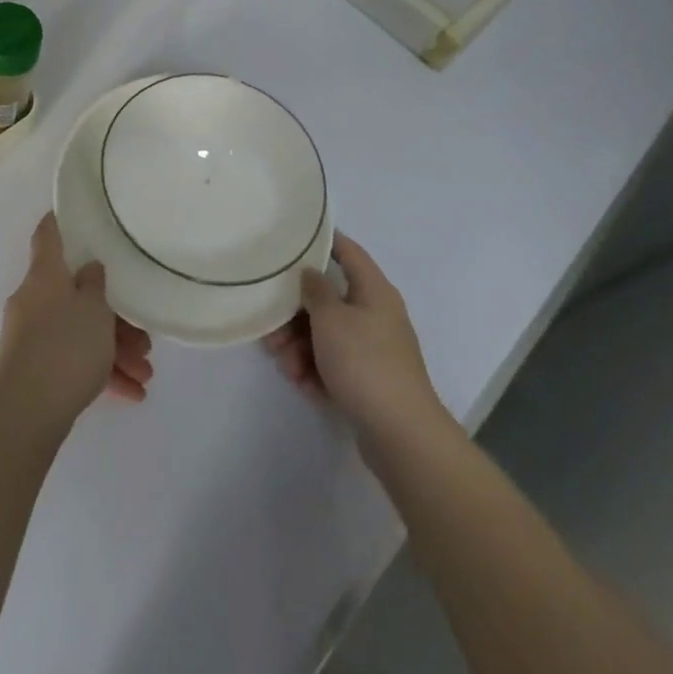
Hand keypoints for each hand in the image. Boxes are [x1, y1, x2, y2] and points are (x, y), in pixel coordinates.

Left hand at [0, 214, 153, 435]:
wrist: (27, 414)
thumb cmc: (65, 347)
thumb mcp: (94, 309)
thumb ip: (95, 283)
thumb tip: (88, 268)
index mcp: (44, 274)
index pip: (48, 234)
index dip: (62, 222)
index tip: (81, 218)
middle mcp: (33, 299)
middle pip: (75, 293)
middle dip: (112, 314)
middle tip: (142, 338)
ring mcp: (30, 336)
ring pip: (78, 331)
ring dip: (113, 349)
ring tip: (145, 374)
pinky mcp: (34, 369)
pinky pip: (71, 360)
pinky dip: (98, 372)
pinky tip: (131, 393)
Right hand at [263, 234, 454, 454]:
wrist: (401, 435)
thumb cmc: (364, 363)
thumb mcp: (331, 318)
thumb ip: (314, 290)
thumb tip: (310, 273)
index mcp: (374, 291)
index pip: (348, 251)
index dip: (321, 240)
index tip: (290, 239)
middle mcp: (375, 315)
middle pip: (327, 300)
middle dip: (295, 314)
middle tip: (272, 329)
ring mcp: (372, 349)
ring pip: (325, 335)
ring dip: (300, 347)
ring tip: (287, 367)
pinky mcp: (367, 381)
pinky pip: (332, 363)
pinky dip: (314, 370)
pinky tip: (302, 384)